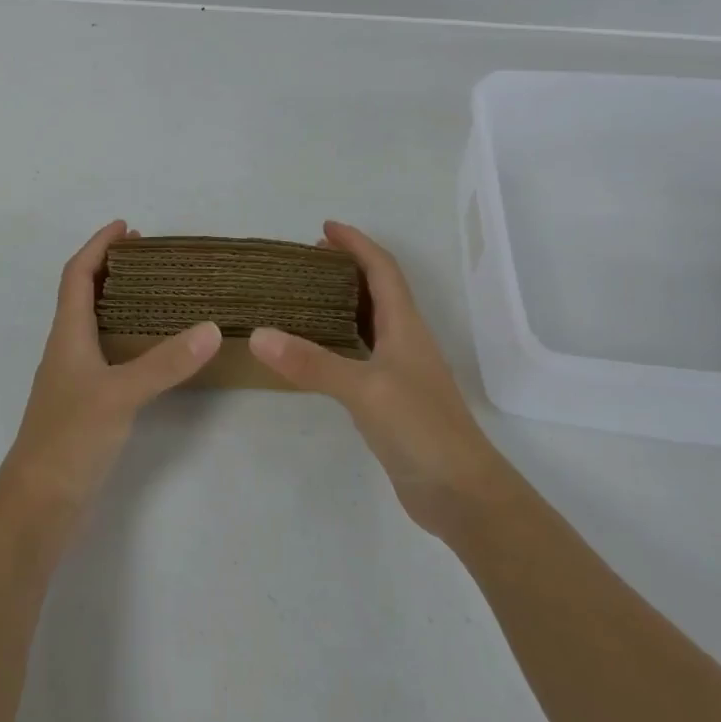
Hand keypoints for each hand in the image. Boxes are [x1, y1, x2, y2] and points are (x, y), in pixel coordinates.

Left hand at [3, 221, 220, 520]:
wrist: (39, 503)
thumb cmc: (70, 437)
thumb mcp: (121, 394)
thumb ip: (165, 362)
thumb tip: (210, 327)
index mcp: (67, 334)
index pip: (77, 274)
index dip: (98, 246)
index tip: (126, 226)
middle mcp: (67, 348)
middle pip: (83, 293)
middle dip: (111, 267)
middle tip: (150, 256)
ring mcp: (74, 377)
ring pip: (94, 323)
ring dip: (119, 300)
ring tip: (157, 293)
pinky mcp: (85, 403)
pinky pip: (106, 352)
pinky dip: (126, 336)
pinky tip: (150, 348)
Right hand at [250, 221, 506, 538]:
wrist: (462, 494)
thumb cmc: (420, 428)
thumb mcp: (363, 389)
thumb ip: (311, 362)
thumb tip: (258, 334)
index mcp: (405, 325)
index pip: (382, 269)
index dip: (357, 244)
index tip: (325, 227)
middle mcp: (406, 340)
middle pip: (379, 289)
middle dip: (348, 267)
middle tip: (307, 260)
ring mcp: (401, 371)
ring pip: (372, 321)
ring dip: (344, 301)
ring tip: (306, 296)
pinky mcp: (393, 399)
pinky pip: (363, 352)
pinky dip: (341, 338)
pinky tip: (319, 351)